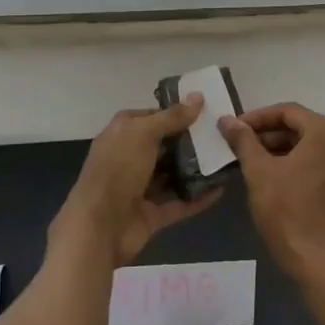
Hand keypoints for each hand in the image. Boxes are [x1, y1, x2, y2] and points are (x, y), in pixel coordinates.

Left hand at [49, 98, 221, 268]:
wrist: (98, 228)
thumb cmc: (117, 170)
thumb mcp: (143, 134)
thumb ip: (171, 117)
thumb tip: (198, 96)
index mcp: (122, 133)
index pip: (152, 116)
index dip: (176, 112)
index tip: (206, 110)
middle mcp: (129, 158)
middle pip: (164, 146)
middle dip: (190, 141)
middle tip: (222, 134)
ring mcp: (140, 188)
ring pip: (172, 175)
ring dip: (196, 170)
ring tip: (226, 159)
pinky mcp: (151, 214)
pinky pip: (179, 203)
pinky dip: (198, 197)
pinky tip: (220, 189)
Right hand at [219, 103, 324, 282]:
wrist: (321, 263)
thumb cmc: (288, 212)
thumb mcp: (259, 172)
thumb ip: (243, 140)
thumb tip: (227, 120)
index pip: (287, 112)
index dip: (256, 118)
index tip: (233, 129)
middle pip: (300, 127)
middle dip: (268, 135)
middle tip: (239, 146)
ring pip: (310, 146)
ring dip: (281, 149)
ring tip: (251, 161)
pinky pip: (320, 162)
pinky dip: (297, 164)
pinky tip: (274, 176)